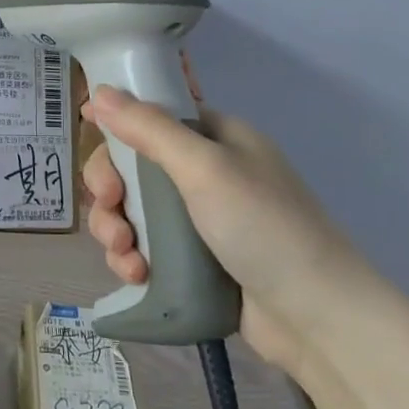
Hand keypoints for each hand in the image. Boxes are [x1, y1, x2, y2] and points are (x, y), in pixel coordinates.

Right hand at [81, 83, 373, 372]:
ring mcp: (198, 219)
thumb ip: (149, 129)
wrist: (317, 317)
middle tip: (111, 208)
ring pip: (132, 210)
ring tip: (124, 255)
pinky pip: (145, 247)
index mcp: (215, 138)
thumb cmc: (264, 227)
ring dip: (115, 228)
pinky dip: (131, 259)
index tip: (91, 140)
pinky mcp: (192, 261)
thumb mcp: (205, 168)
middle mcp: (205, 172)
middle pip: (132, 166)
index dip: (117, 127)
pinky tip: (136, 275)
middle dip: (110, 188)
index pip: (151, 117)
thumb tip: (98, 91)